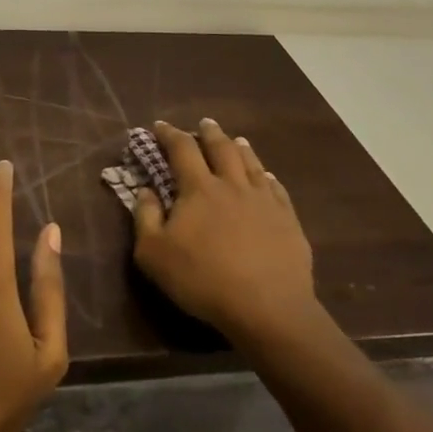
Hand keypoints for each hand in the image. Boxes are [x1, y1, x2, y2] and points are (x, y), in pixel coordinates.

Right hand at [132, 119, 318, 345]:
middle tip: (204, 123)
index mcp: (199, 188)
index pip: (182, 149)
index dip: (169, 134)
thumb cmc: (203, 280)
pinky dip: (267, 176)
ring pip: (251, 163)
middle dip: (209, 132)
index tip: (160, 126)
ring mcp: (264, 199)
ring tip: (236, 140)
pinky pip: (276, 188)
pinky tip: (267, 176)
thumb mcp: (154, 254)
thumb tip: (145, 189)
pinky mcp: (287, 219)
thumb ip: (146, 217)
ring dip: (240, 147)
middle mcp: (232, 184)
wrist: (268, 307)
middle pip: (221, 147)